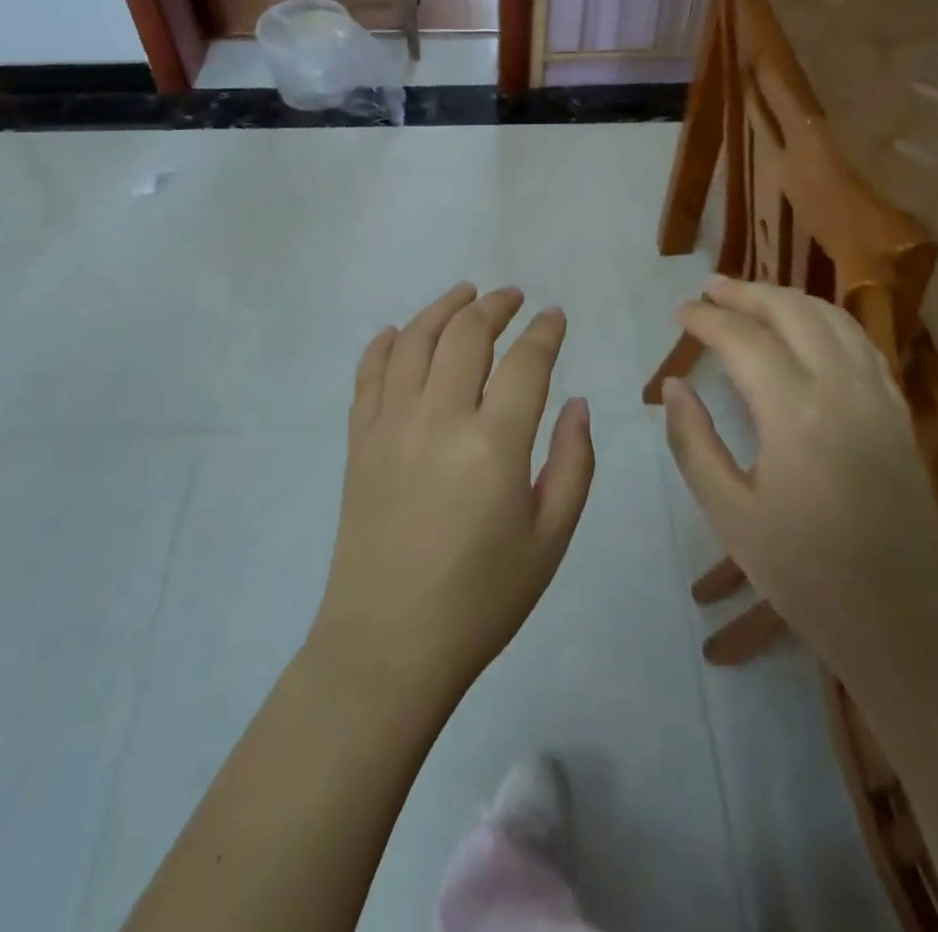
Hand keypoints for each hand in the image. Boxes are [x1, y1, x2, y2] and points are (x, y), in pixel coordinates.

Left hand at [311, 283, 594, 701]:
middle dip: (494, 306)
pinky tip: (399, 333)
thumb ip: (572, 463)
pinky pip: (369, 373)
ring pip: (415, 340)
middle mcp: (440, 417)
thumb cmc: (482, 599)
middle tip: (512, 297)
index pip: (526, 361)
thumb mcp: (550, 540)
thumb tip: (578, 403)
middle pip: (467, 334)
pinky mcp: (359, 439)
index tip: (554, 316)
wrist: (388, 643)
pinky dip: (385, 344)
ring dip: (442, 308)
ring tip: (464, 294)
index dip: (544, 331)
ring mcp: (391, 423)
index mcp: (494, 443)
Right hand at [661, 278, 937, 688]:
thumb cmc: (805, 574)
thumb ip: (693, 442)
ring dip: (788, 298)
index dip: (706, 319)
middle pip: (792, 311)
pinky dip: (826, 319)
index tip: (679, 312)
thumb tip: (673, 385)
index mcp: (794, 413)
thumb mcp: (729, 514)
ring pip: (832, 318)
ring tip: (751, 296)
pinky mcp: (898, 412)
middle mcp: (841, 389)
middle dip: (746, 293)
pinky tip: (807, 327)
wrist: (905, 621)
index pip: (743, 340)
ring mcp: (878, 397)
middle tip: (710, 289)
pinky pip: (860, 342)